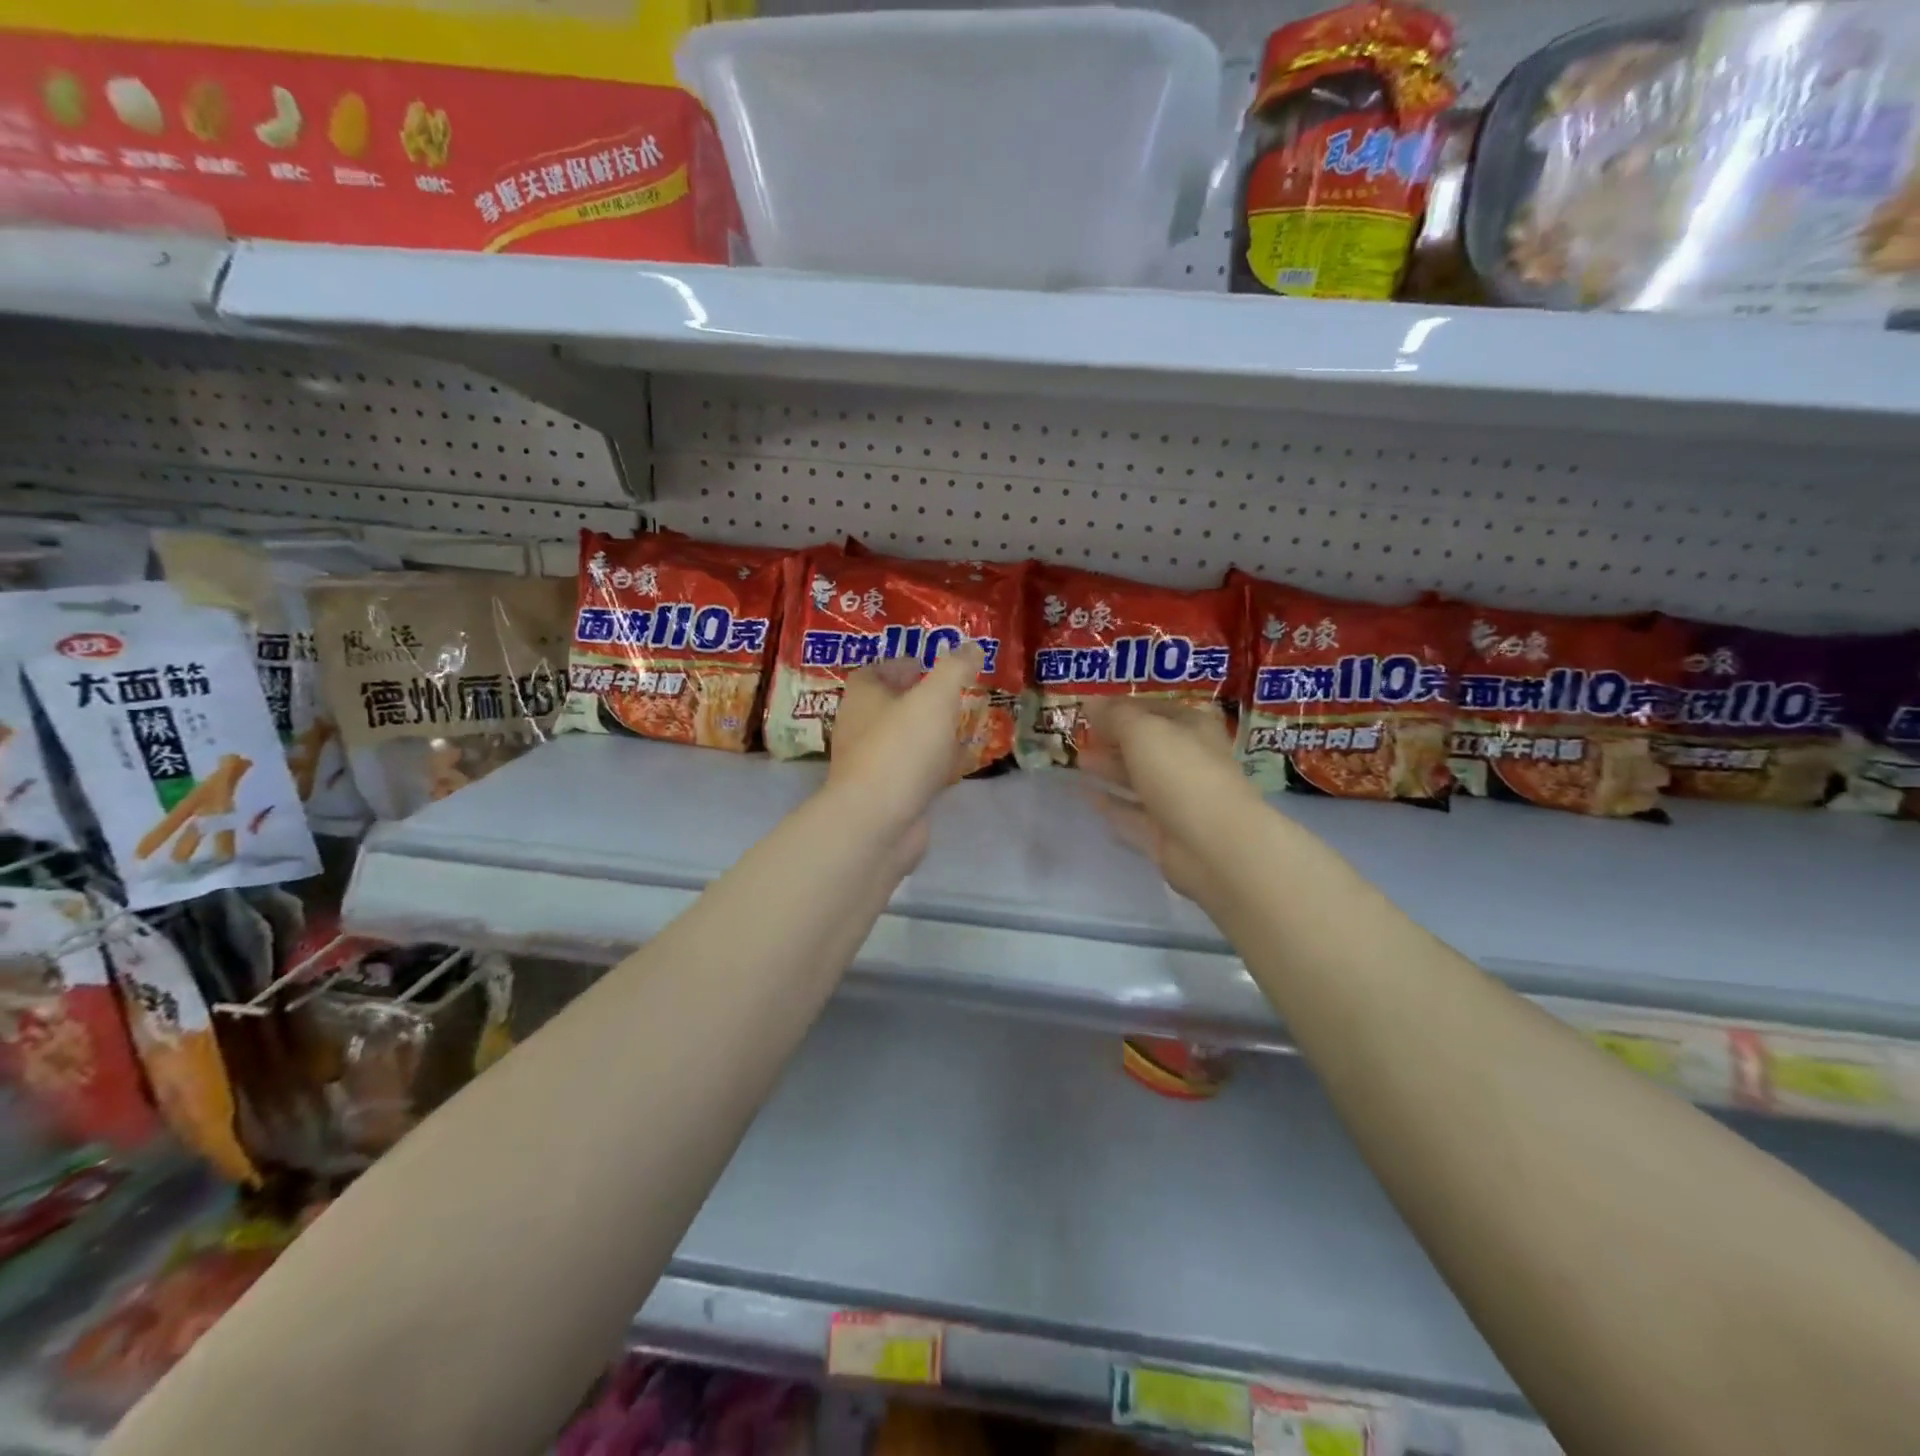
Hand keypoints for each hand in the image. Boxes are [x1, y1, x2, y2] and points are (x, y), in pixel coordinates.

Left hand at [827, 644, 984, 866]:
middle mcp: (859, 728)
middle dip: (916, 699)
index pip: (875, 671)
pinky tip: (952, 767)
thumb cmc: (901, 749)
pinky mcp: (884, 796)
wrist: (876, 823)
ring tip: (958, 727)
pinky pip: (909, 772)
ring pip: (900, 740)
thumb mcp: (935, 698)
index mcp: (862, 697)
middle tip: (950, 695)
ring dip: (925, 733)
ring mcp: (869, 765)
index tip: (928, 665)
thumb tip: (972, 646)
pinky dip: (929, 766)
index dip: (900, 665)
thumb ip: (955, 669)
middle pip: (887, 706)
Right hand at [1079, 699, 1260, 905]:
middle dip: (1113, 740)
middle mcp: (1188, 760)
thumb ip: (1114, 716)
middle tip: (1079, 737)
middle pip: (1146, 746)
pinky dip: (1112, 805)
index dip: (1123, 707)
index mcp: (1193, 728)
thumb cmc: (1182, 774)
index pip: (1154, 709)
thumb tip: (1090, 702)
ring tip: (1079, 762)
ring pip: (1139, 780)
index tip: (1089, 710)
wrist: (1214, 845)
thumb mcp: (1143, 731)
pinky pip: (1132, 814)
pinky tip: (1087, 796)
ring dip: (1110, 770)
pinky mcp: (1165, 833)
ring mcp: (1178, 799)